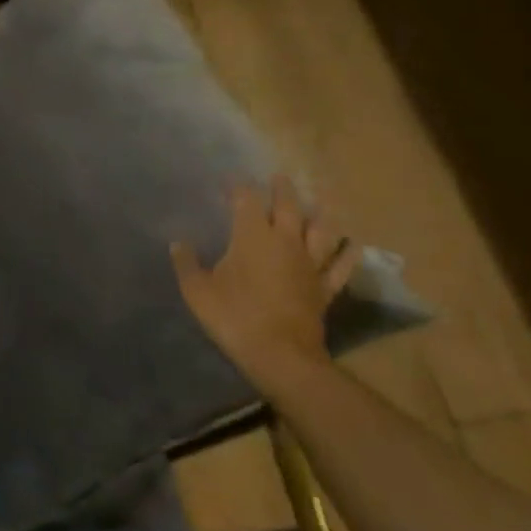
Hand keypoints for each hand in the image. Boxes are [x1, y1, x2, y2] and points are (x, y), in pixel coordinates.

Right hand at [171, 176, 359, 385]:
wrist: (279, 353)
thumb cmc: (233, 316)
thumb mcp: (197, 291)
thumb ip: (186, 264)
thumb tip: (177, 243)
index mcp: (252, 237)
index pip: (246, 201)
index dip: (238, 188)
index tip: (230, 182)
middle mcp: (285, 242)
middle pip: (288, 206)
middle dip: (282, 189)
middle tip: (280, 176)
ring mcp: (310, 264)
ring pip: (321, 230)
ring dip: (322, 212)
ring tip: (323, 198)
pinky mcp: (324, 287)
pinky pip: (340, 266)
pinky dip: (347, 254)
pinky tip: (353, 245)